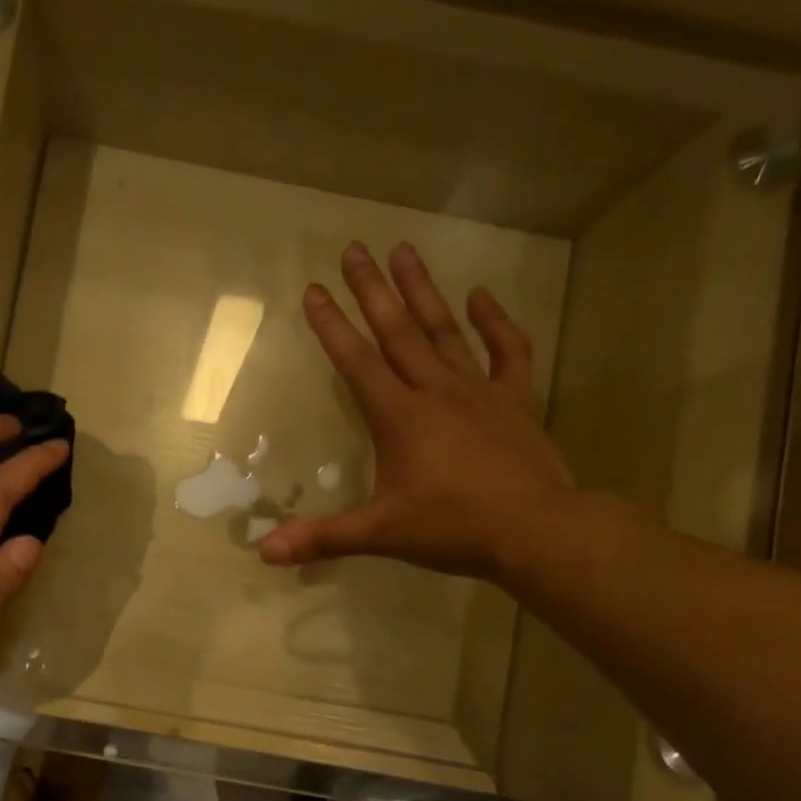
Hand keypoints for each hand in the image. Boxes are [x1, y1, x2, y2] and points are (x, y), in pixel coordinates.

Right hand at [258, 242, 576, 580]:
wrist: (536, 531)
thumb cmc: (453, 528)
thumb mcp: (380, 534)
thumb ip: (322, 538)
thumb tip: (263, 552)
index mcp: (400, 418)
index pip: (357, 363)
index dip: (332, 327)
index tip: (314, 289)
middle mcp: (436, 392)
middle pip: (398, 332)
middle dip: (372, 290)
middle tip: (354, 248)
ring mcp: (480, 391)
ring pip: (445, 331)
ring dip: (422, 291)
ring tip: (404, 250)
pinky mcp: (516, 400)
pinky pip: (507, 351)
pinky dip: (495, 322)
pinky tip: (479, 297)